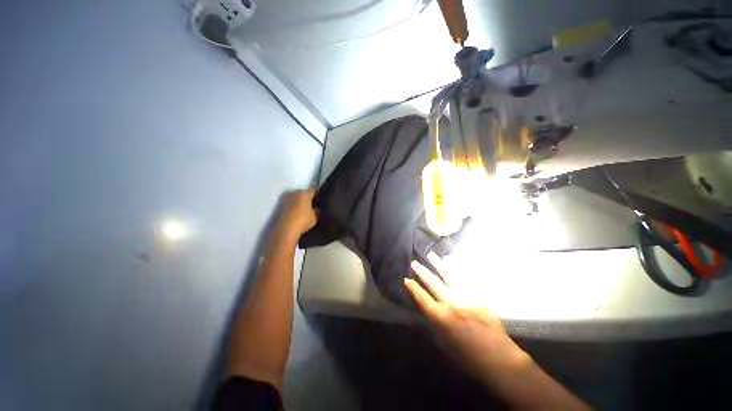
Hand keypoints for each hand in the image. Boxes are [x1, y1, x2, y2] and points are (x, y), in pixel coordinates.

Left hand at [278, 188, 316, 237]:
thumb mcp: (315, 217)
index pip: (313, 189)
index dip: (317, 193)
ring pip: (295, 198)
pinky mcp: (279, 205)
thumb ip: (317, 211)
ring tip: (303, 209)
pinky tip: (296, 213)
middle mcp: (295, 192)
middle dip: (307, 197)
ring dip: (298, 202)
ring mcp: (286, 198)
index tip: (320, 197)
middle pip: (303, 193)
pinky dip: (292, 207)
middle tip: (312, 204)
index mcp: (305, 193)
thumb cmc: (303, 220)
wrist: (285, 229)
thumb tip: (316, 209)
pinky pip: (289, 203)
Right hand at [405, 252, 529, 382]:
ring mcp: (466, 298)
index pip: (422, 298)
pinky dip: (458, 269)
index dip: (413, 288)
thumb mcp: (444, 346)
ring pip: (449, 276)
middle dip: (422, 272)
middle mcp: (451, 304)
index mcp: (441, 318)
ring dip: (438, 264)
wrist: (499, 360)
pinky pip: (466, 279)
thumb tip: (424, 313)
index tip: (407, 279)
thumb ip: (433, 327)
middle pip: (433, 283)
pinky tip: (453, 262)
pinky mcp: (479, 297)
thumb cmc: (468, 358)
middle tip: (415, 262)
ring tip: (431, 255)